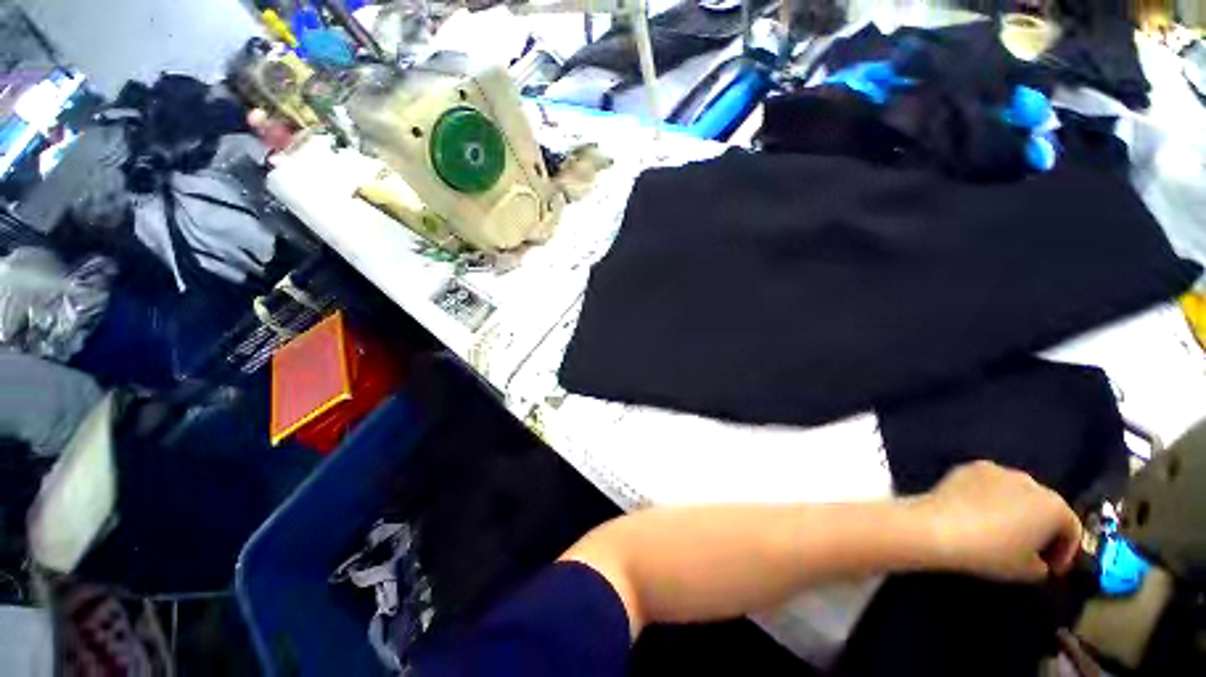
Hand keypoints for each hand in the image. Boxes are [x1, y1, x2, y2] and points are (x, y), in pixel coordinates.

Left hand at [913, 461, 1082, 581]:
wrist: (941, 527)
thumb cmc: (992, 553)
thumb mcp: (1028, 571)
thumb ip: (1042, 565)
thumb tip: (1039, 560)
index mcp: (1054, 506)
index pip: (1070, 529)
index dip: (1064, 552)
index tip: (1051, 567)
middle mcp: (1031, 481)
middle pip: (1044, 506)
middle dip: (1041, 527)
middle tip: (1030, 549)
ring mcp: (998, 470)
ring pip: (1017, 492)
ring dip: (1016, 509)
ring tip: (1002, 530)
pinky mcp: (970, 467)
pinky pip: (990, 484)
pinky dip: (990, 497)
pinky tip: (978, 513)